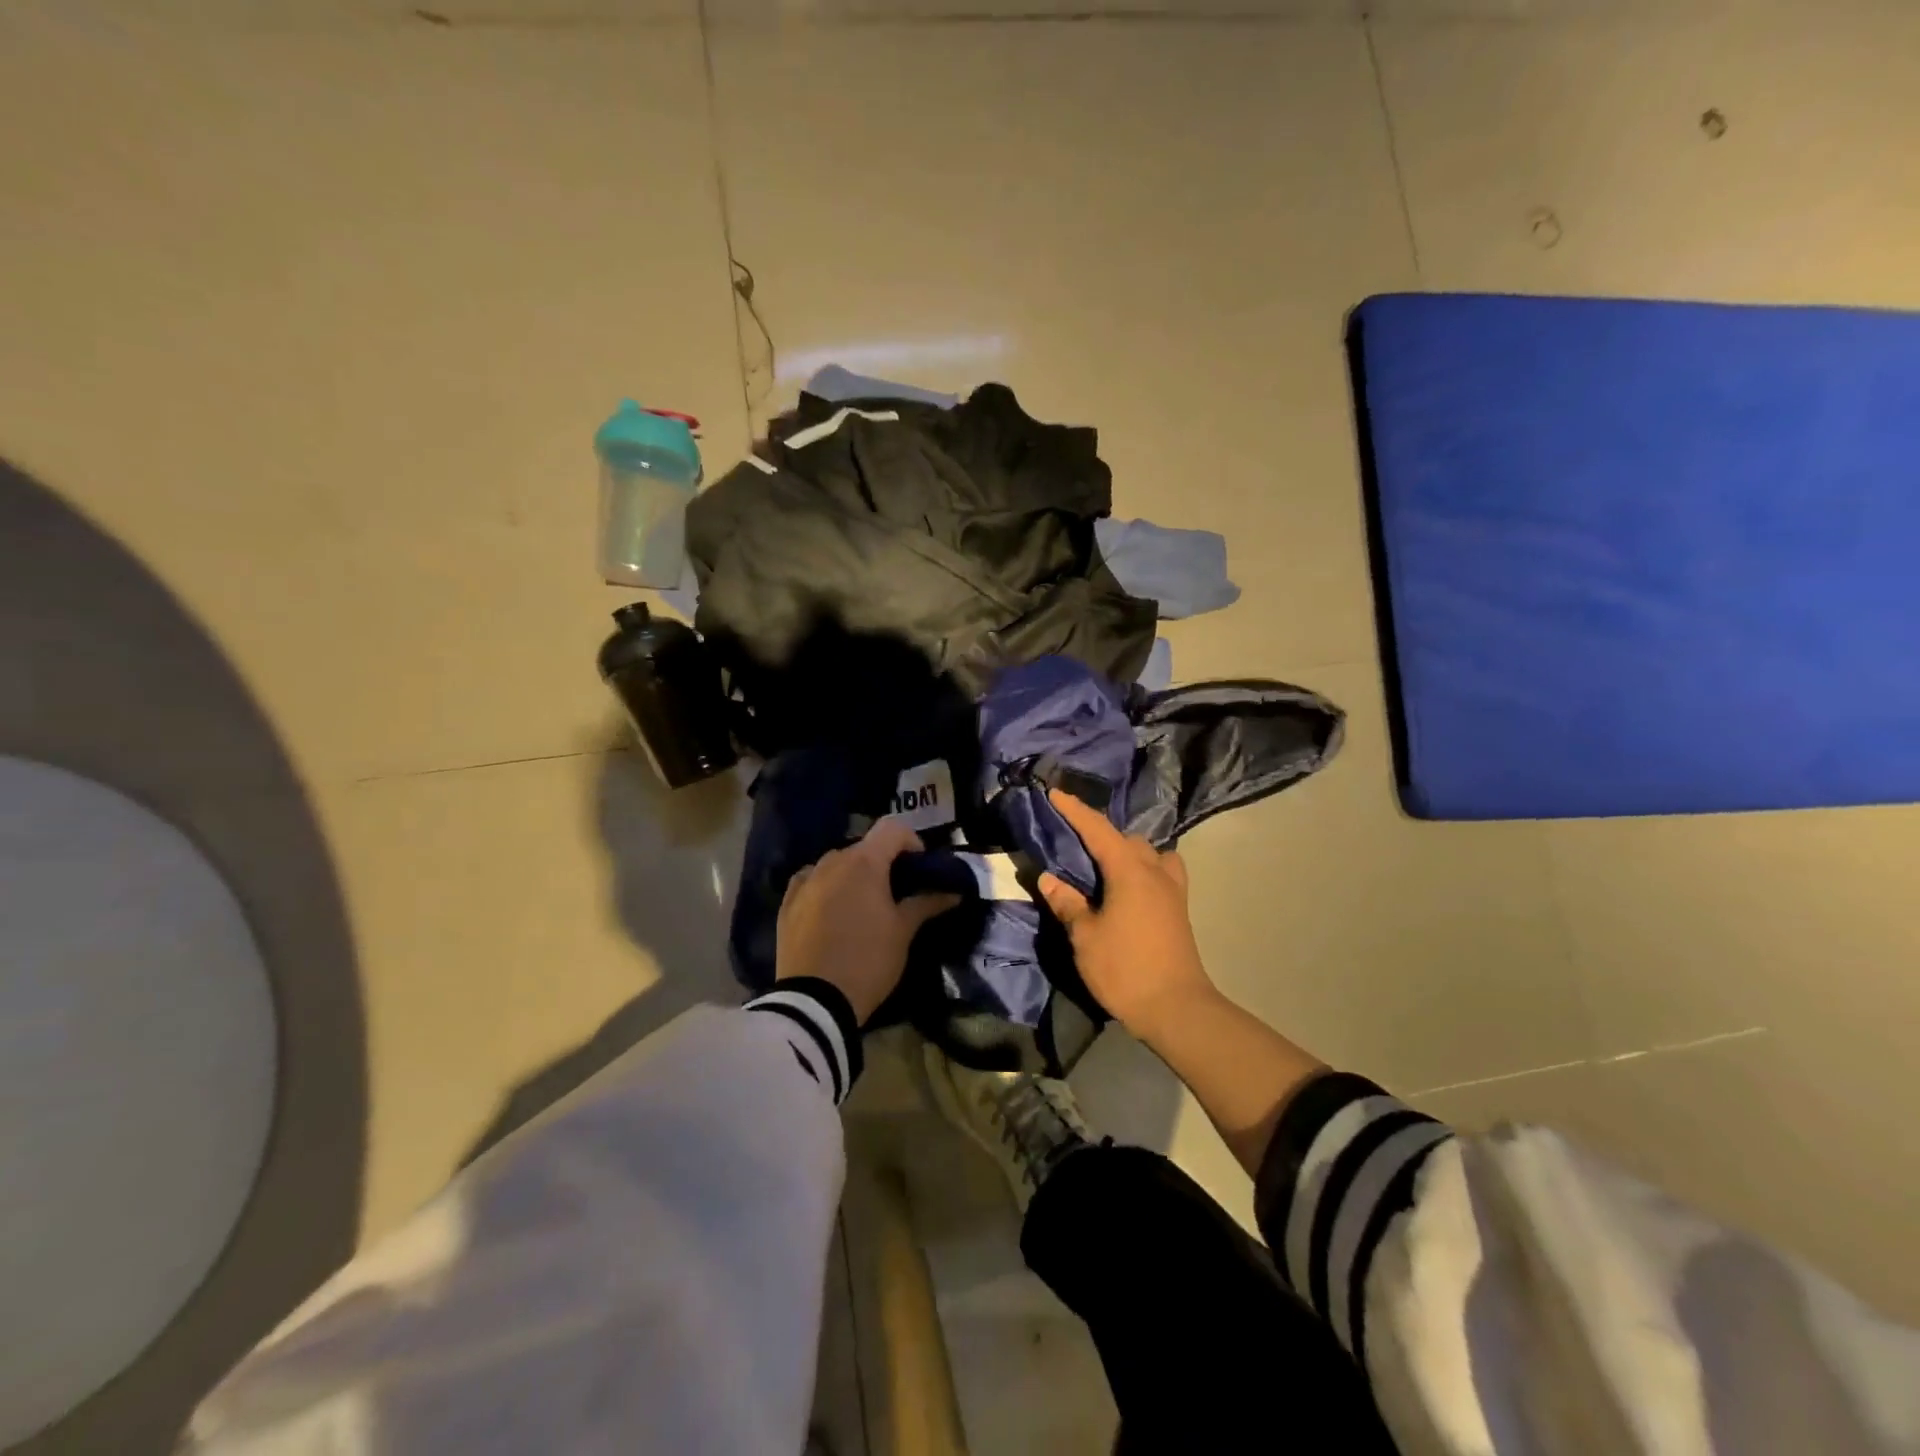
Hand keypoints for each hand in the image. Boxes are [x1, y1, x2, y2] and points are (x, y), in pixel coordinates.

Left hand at [776, 818, 959, 1023]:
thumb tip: (953, 892)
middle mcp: (832, 862)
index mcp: (864, 862)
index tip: (920, 868)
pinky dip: (826, 888)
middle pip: (864, 847)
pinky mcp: (787, 903)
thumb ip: (926, 903)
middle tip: (896, 893)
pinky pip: (811, 882)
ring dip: (853, 875)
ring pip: (836, 864)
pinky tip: (832, 911)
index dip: (911, 841)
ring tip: (863, 906)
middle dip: (883, 863)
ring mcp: (805, 881)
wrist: (814, 1001)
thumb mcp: (903, 932)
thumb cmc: (868, 960)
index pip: (892, 828)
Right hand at [1037, 789, 1217, 1039]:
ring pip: (1148, 853)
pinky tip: (1130, 886)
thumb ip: (1067, 903)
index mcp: (1129, 870)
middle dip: (1099, 833)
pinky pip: (1162, 871)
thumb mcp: (1085, 937)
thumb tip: (1049, 878)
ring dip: (1126, 850)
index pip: (1097, 829)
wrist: (1177, 1008)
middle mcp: (1154, 871)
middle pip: (1125, 838)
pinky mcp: (1179, 909)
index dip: (1074, 810)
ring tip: (1103, 865)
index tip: (1054, 792)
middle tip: (1072, 841)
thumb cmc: (1125, 969)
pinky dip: (1144, 867)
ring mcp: (1172, 889)